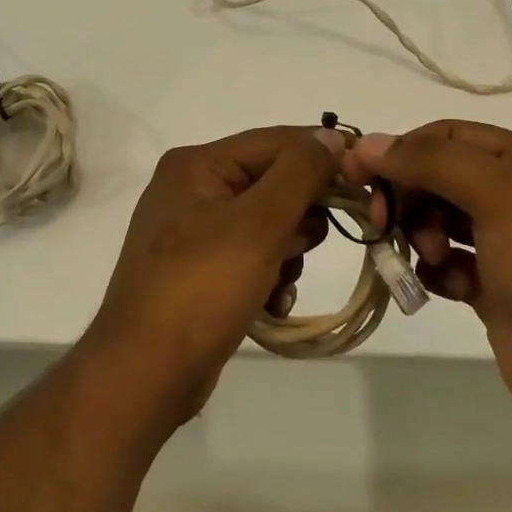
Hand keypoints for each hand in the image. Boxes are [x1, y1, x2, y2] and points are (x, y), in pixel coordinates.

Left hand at [86, 126, 342, 420]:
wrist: (144, 374)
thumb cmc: (201, 289)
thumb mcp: (257, 224)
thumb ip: (299, 173)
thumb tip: (332, 136)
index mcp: (197, 165)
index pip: (276, 142)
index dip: (322, 156)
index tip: (367, 179)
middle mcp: (192, 189)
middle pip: (272, 183)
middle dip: (299, 217)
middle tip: (302, 246)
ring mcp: (193, 232)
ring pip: (268, 224)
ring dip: (287, 253)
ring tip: (279, 282)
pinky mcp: (199, 271)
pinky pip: (251, 258)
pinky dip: (269, 277)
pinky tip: (271, 305)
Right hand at [343, 120, 511, 446]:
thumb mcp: (502, 196)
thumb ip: (432, 162)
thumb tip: (368, 143)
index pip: (450, 136)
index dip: (403, 149)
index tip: (359, 172)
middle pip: (440, 177)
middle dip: (410, 195)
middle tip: (385, 222)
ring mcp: (508, 247)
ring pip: (439, 221)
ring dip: (421, 234)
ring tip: (430, 258)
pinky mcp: (496, 291)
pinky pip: (447, 265)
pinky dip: (438, 271)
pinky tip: (449, 287)